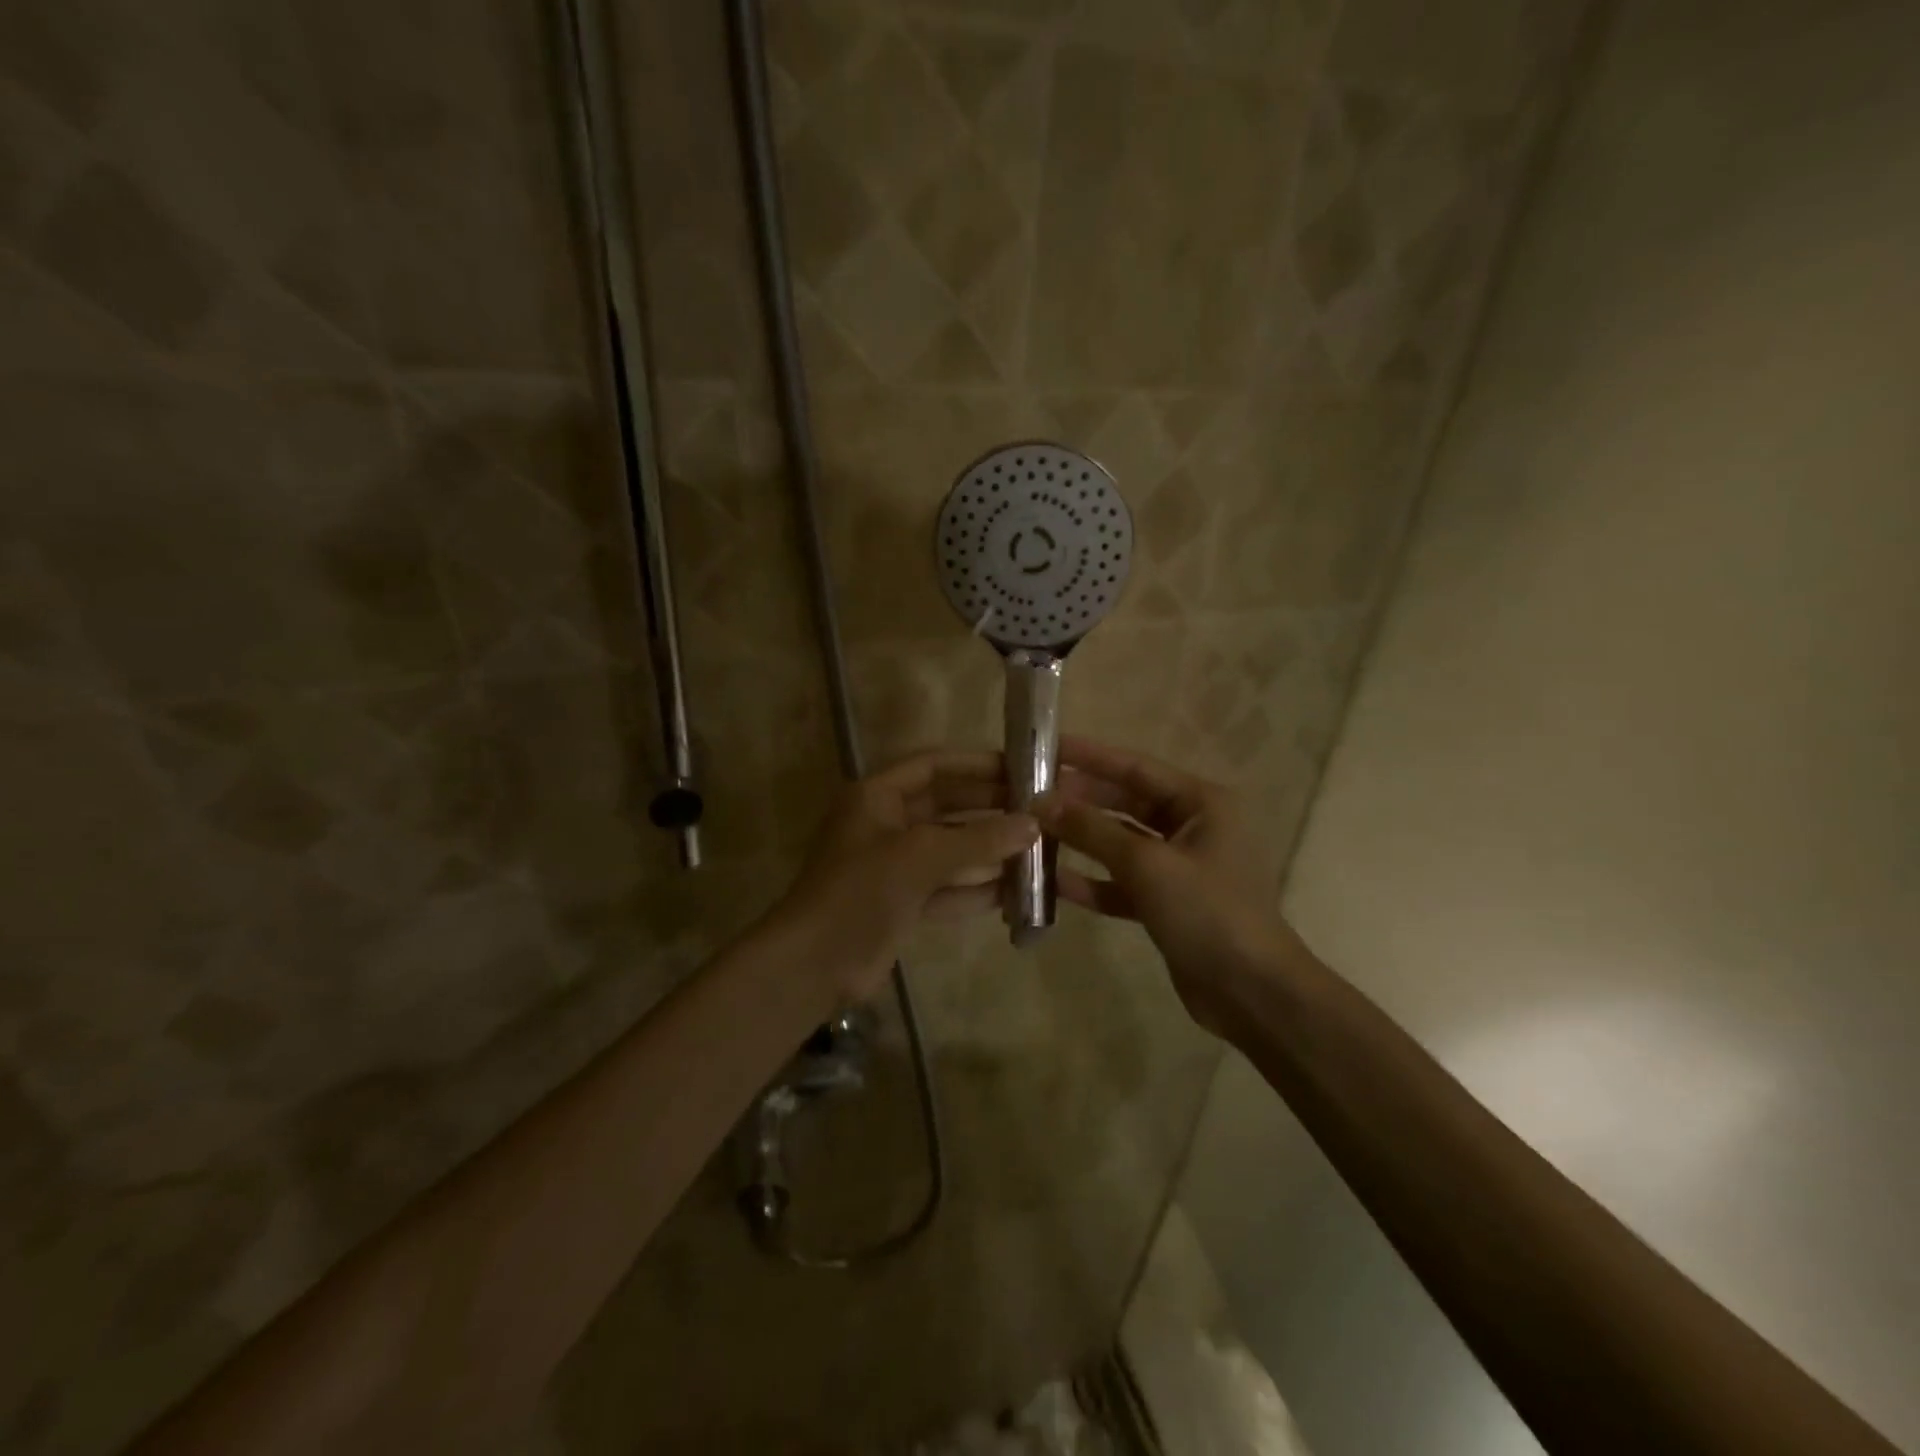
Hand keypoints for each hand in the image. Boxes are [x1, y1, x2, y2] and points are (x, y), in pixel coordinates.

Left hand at [773, 750, 1038, 1001]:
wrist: (815, 964)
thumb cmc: (862, 892)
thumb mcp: (921, 857)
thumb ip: (978, 840)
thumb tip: (1032, 825)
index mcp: (878, 796)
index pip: (933, 765)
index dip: (976, 764)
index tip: (1021, 768)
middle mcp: (887, 824)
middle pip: (946, 806)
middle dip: (990, 810)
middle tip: (1038, 812)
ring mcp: (895, 866)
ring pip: (951, 850)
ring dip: (989, 852)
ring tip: (1038, 852)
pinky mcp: (903, 902)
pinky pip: (948, 887)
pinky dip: (977, 889)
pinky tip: (1015, 893)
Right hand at [1039, 736, 1303, 1035]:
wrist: (1253, 994)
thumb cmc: (1208, 912)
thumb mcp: (1147, 865)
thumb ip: (1093, 830)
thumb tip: (1041, 802)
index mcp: (1201, 803)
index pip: (1135, 767)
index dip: (1089, 756)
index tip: (1046, 746)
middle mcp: (1192, 827)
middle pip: (1125, 802)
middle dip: (1079, 799)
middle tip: (1028, 793)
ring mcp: (1179, 867)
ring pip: (1120, 843)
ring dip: (1081, 840)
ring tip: (1032, 831)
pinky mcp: (1167, 902)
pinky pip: (1122, 882)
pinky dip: (1092, 881)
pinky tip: (1052, 882)